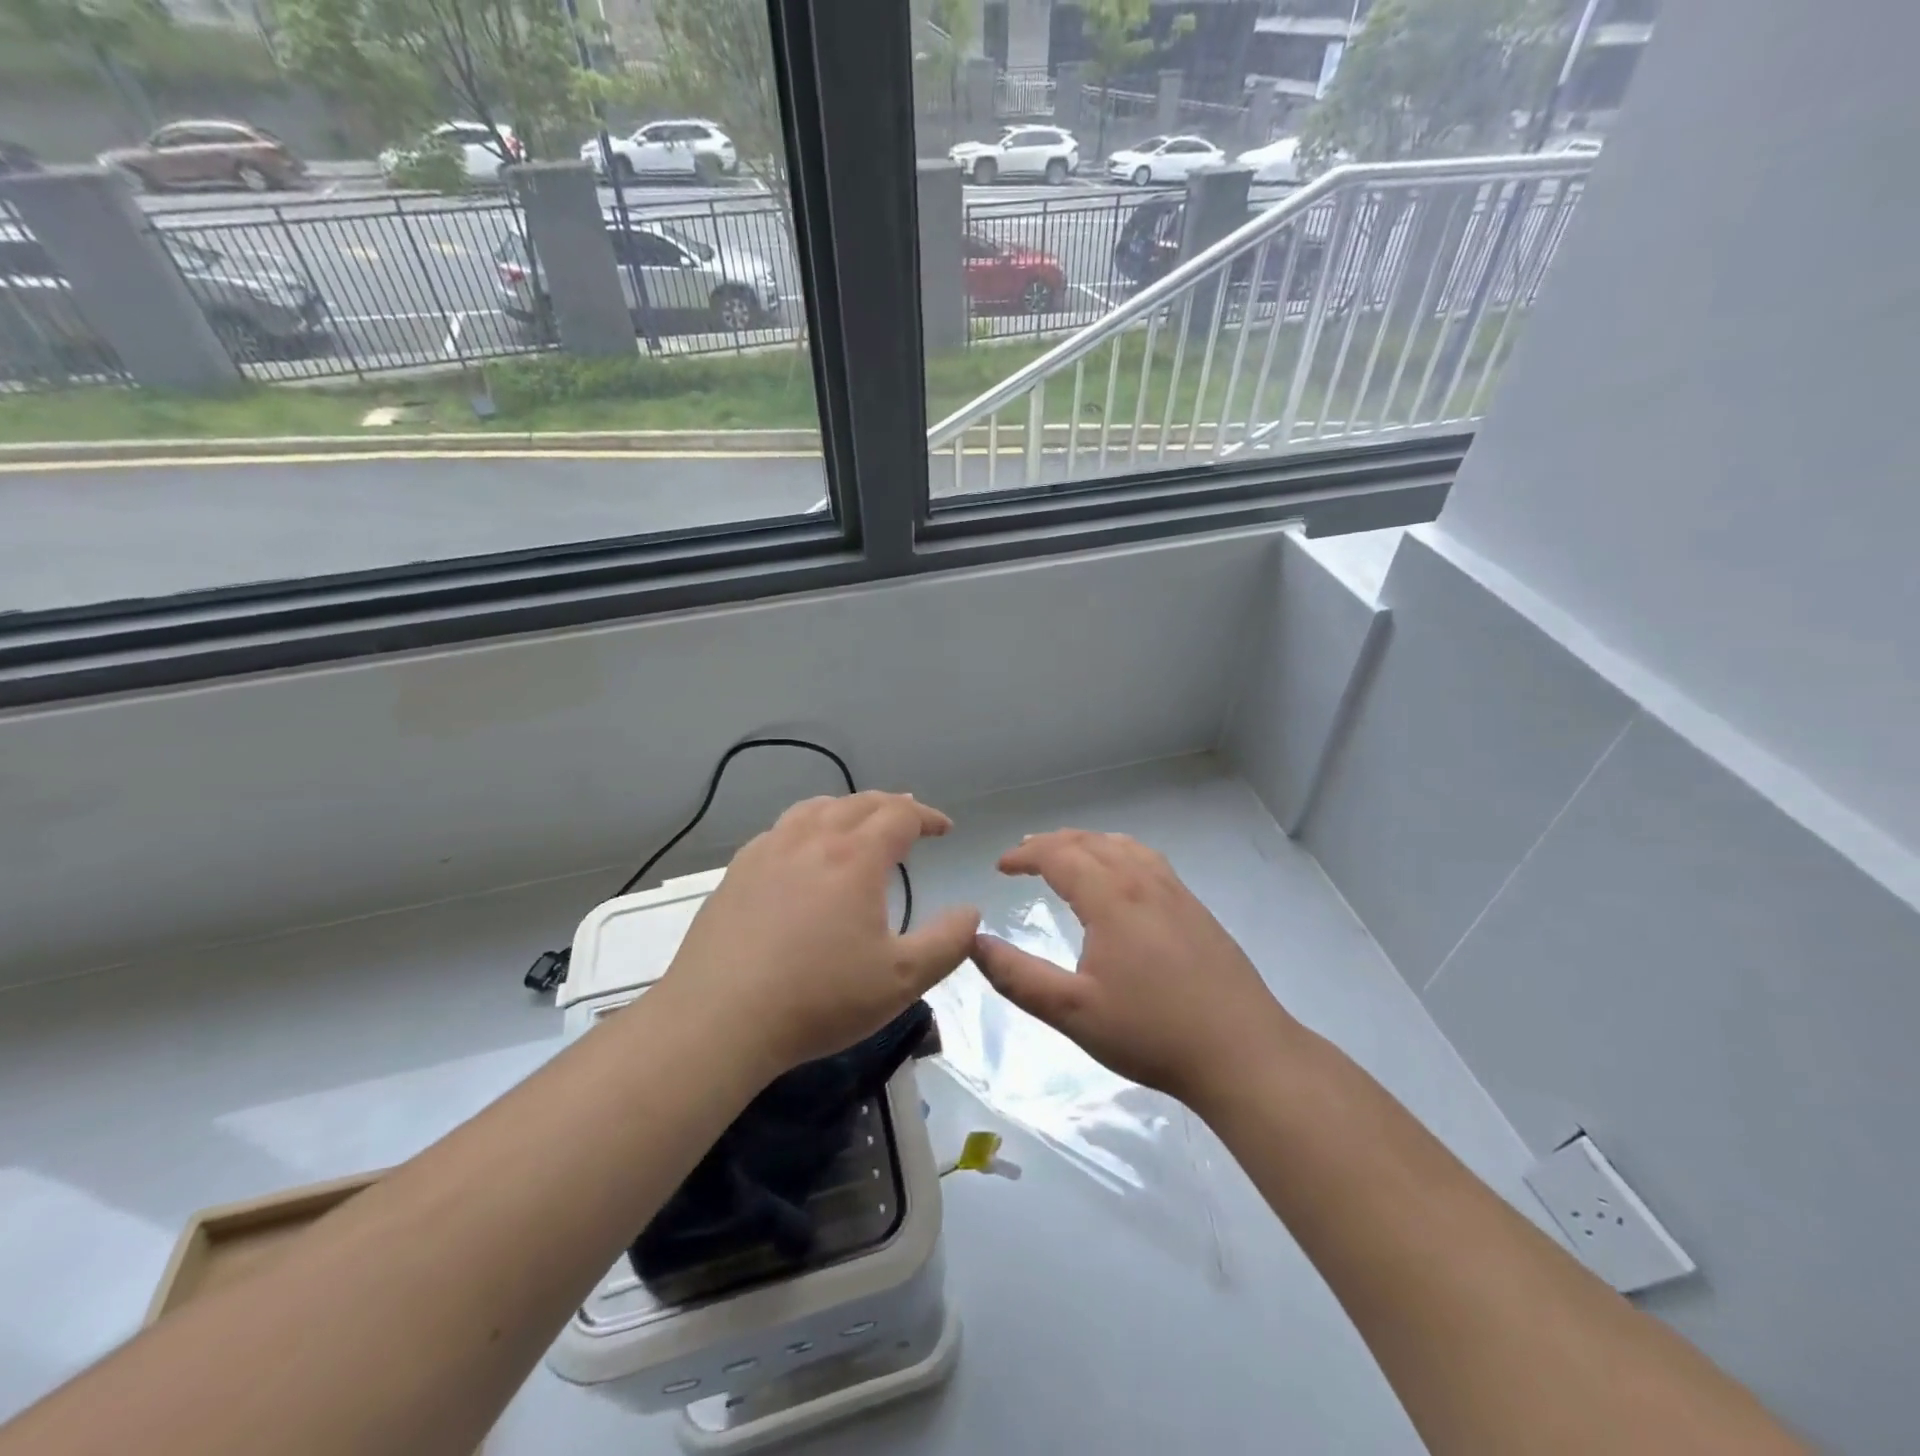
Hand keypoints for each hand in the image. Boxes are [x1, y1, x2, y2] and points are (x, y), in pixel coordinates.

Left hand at [658, 791, 979, 1077]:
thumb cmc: (819, 998)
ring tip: (858, 823)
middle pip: (858, 803)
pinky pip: (780, 830)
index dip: (927, 816)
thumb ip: (947, 942)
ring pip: (814, 809)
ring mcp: (767, 852)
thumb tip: (970, 912)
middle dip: (891, 806)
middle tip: (909, 819)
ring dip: (846, 809)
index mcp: (855, 857)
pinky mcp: (735, 873)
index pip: (900, 815)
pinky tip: (801, 852)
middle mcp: (811, 840)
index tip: (944, 828)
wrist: (719, 1020)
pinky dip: (806, 827)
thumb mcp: (902, 980)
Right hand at [971, 830, 1295, 1111]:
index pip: (1059, 854)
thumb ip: (1017, 976)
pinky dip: (1118, 851)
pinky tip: (1121, 876)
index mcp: (1111, 897)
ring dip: (1086, 842)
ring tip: (1066, 854)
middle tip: (1024, 856)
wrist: (1242, 1052)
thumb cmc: (1151, 1031)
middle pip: (1090, 842)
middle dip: (1051, 843)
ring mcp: (1175, 892)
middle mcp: (1143, 881)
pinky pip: (1147, 859)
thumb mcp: (1072, 1011)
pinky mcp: (1196, 909)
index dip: (1025, 855)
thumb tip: (974, 942)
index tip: (1001, 866)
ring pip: (1122, 845)